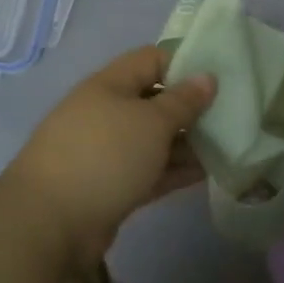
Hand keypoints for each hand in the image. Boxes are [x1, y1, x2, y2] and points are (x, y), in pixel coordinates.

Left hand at [2, 46, 215, 270]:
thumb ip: (183, 101)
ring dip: (188, 144)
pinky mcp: (111, 186)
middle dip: (191, 109)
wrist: (51, 222)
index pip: (151, 60)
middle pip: (155, 102)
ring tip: (228, 147)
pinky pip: (150, 171)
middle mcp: (106, 113)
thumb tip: (207, 77)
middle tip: (232, 117)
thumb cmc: (105, 156)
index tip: (221, 78)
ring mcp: (107, 152)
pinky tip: (208, 174)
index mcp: (109, 85)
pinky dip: (175, 171)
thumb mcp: (151, 122)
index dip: (185, 64)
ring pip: (154, 140)